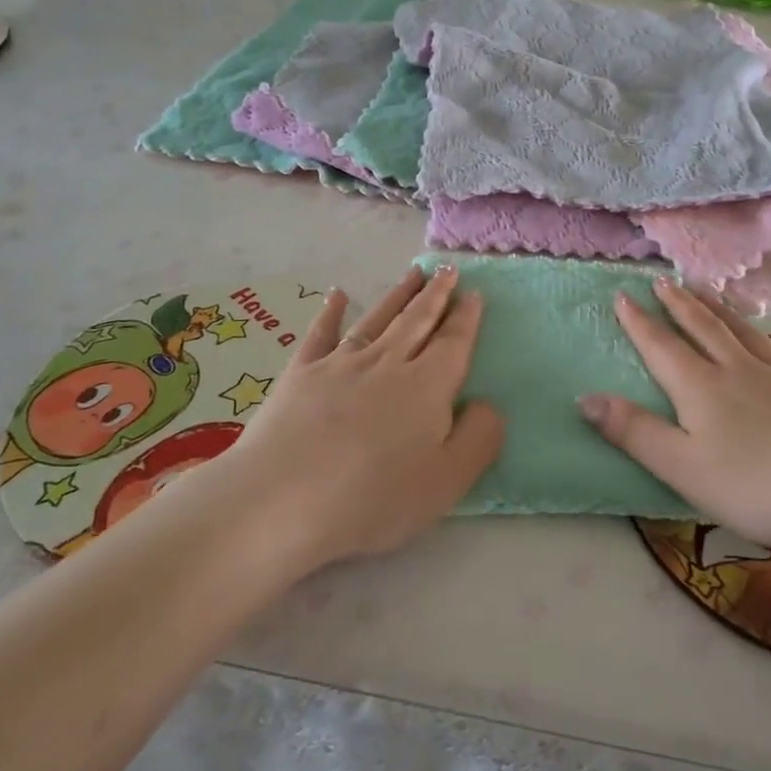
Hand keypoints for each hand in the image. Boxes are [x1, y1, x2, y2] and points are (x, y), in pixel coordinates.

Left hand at [212, 264, 502, 569]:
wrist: (282, 500)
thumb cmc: (373, 498)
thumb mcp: (447, 480)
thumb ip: (479, 437)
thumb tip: (487, 404)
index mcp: (427, 386)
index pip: (453, 343)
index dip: (466, 318)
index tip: (474, 293)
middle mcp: (387, 363)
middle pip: (417, 321)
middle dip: (436, 295)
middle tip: (448, 270)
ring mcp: (340, 364)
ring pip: (377, 319)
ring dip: (398, 295)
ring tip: (414, 273)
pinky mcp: (301, 374)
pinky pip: (321, 333)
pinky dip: (330, 311)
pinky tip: (337, 295)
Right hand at [579, 277, 770, 555]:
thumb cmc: (754, 487)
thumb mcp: (680, 466)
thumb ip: (633, 431)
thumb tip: (584, 397)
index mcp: (702, 388)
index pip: (662, 346)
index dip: (639, 321)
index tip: (622, 294)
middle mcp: (741, 373)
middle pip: (705, 329)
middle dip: (681, 305)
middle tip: (665, 281)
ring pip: (751, 337)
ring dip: (729, 313)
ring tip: (713, 292)